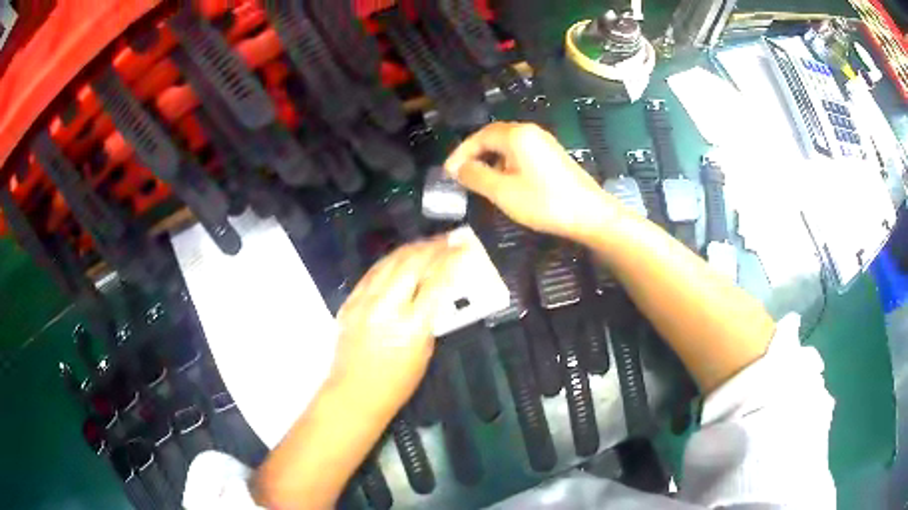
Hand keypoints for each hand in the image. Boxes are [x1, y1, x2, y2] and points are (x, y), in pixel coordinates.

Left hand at [331, 235, 465, 408]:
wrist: (354, 393)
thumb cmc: (397, 382)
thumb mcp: (425, 351)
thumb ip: (431, 317)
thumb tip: (438, 288)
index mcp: (411, 326)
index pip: (436, 282)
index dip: (452, 260)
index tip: (463, 248)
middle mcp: (386, 307)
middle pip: (412, 263)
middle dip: (433, 247)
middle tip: (448, 239)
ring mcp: (363, 302)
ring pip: (389, 262)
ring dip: (412, 249)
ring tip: (428, 243)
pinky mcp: (349, 302)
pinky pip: (372, 273)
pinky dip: (390, 261)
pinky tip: (400, 257)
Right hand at [445, 122, 619, 241]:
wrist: (590, 214)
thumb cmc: (544, 202)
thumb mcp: (503, 192)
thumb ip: (476, 176)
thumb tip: (458, 168)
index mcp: (516, 135)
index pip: (479, 136)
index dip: (461, 153)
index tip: (448, 173)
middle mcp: (530, 132)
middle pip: (493, 137)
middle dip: (474, 154)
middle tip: (460, 175)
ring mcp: (544, 142)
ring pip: (508, 145)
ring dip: (490, 159)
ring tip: (479, 180)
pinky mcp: (553, 155)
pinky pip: (521, 152)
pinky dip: (506, 163)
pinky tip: (505, 181)